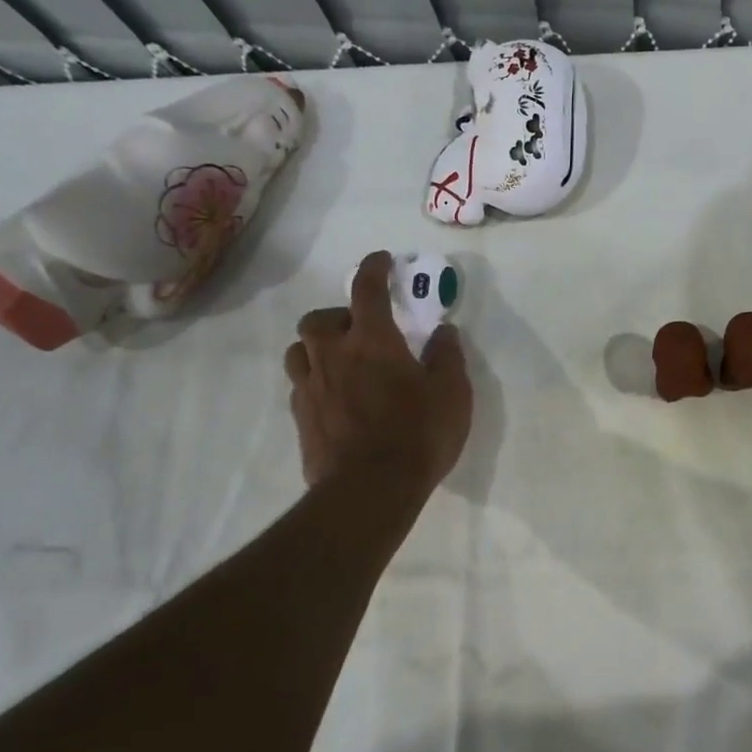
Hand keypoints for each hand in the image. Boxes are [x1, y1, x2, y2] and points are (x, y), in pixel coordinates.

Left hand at [283, 251, 472, 491]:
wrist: (369, 491)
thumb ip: (448, 357)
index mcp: (372, 342)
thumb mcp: (452, 393)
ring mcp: (311, 388)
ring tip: (340, 360)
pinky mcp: (301, 419)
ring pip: (299, 350)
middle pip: (318, 319)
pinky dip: (315, 379)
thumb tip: (444, 332)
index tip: (380, 260)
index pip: (367, 290)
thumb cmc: (418, 434)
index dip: (373, 269)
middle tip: (360, 330)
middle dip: (337, 315)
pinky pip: (300, 385)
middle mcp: (334, 356)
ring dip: (317, 346)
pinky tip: (334, 396)